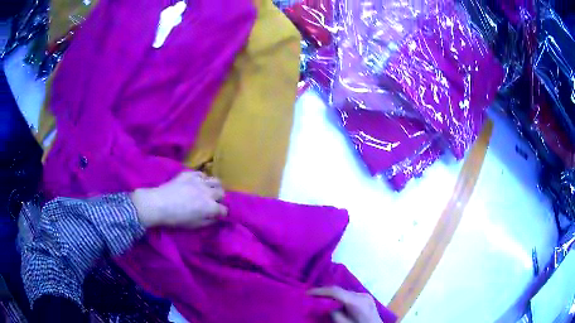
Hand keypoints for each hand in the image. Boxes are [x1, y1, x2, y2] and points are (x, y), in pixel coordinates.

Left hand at [131, 171, 226, 227]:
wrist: (159, 204)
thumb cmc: (176, 219)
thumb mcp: (194, 225)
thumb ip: (208, 221)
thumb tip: (215, 217)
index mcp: (210, 207)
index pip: (224, 210)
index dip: (221, 213)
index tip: (217, 215)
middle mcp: (208, 192)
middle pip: (222, 193)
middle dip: (220, 198)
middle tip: (213, 202)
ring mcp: (199, 181)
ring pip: (215, 180)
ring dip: (214, 186)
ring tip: (209, 190)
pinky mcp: (190, 174)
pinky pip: (201, 173)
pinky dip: (202, 179)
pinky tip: (197, 183)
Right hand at [309, 287, 382, 322]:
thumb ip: (335, 314)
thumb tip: (327, 306)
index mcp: (357, 302)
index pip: (336, 292)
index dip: (320, 291)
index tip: (307, 293)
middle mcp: (362, 295)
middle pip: (340, 291)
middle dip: (325, 293)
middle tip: (311, 296)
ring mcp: (366, 296)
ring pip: (345, 292)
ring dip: (333, 296)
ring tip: (320, 299)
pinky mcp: (367, 298)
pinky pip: (350, 295)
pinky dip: (341, 298)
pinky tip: (334, 303)